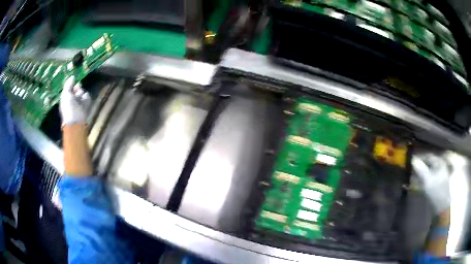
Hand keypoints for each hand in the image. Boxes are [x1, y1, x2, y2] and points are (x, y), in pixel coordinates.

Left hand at [60, 76, 91, 125]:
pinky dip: (86, 97)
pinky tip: (84, 100)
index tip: (73, 81)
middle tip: (77, 89)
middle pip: (76, 88)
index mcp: (66, 97)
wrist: (76, 120)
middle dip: (77, 87)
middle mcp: (73, 99)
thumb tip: (72, 77)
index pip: (69, 87)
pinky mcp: (86, 104)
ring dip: (81, 93)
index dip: (71, 84)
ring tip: (80, 98)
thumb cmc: (68, 107)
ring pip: (82, 91)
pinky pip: (87, 96)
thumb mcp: (65, 94)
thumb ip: (68, 85)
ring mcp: (80, 102)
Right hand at [412, 154, 450, 213]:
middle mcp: (440, 166)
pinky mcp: (437, 183)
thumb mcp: (427, 181)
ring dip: (421, 173)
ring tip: (412, 175)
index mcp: (440, 163)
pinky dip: (423, 179)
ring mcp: (439, 175)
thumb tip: (413, 159)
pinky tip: (417, 182)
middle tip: (411, 168)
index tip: (411, 159)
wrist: (441, 207)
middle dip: (420, 165)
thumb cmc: (436, 192)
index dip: (420, 157)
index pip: (429, 156)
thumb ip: (420, 169)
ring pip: (428, 171)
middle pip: (429, 163)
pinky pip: (429, 178)